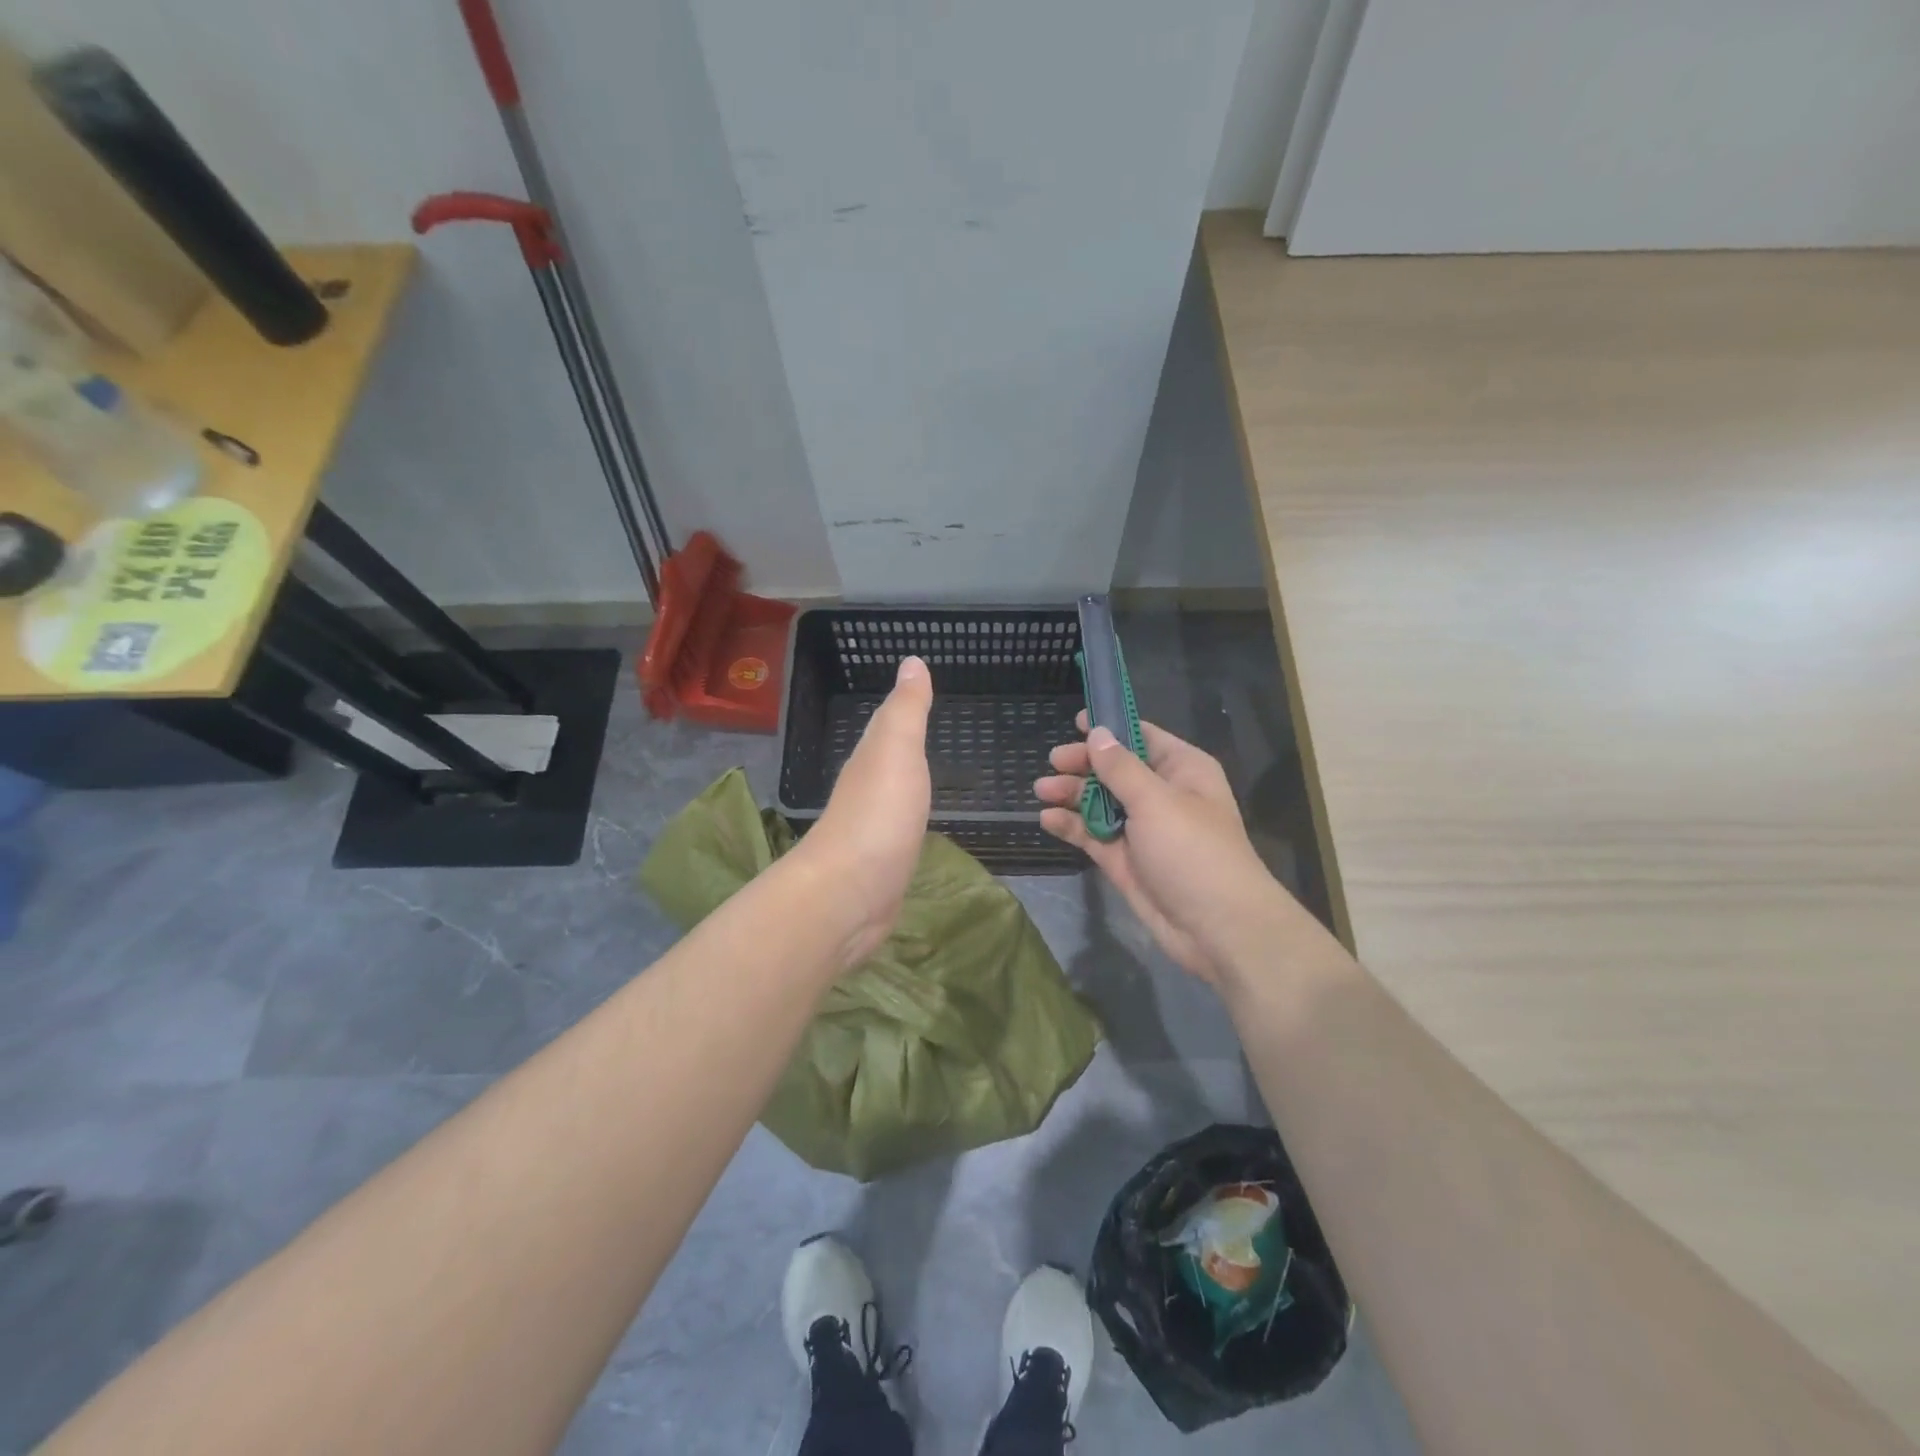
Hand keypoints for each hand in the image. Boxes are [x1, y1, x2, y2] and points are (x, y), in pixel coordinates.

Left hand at [791, 656, 932, 967]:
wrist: (850, 893)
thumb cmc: (878, 814)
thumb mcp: (897, 749)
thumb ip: (906, 709)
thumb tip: (911, 660)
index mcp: (870, 759)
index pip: (887, 725)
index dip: (903, 708)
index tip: (921, 690)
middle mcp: (866, 790)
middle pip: (887, 759)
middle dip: (904, 744)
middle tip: (932, 728)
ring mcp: (872, 829)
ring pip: (893, 794)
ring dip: (907, 782)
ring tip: (928, 773)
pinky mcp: (881, 864)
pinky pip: (900, 829)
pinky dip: (910, 819)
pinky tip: (917, 823)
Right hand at [1035, 714, 1285, 985]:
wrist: (1217, 928)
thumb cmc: (1192, 850)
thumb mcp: (1156, 800)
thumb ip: (1120, 768)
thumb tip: (1098, 733)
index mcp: (1181, 770)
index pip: (1142, 737)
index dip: (1110, 728)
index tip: (1076, 720)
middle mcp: (1161, 795)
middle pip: (1115, 770)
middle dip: (1084, 765)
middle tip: (1053, 763)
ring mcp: (1142, 830)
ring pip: (1101, 803)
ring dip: (1072, 794)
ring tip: (1041, 790)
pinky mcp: (1126, 861)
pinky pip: (1094, 835)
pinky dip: (1072, 826)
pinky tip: (1047, 819)